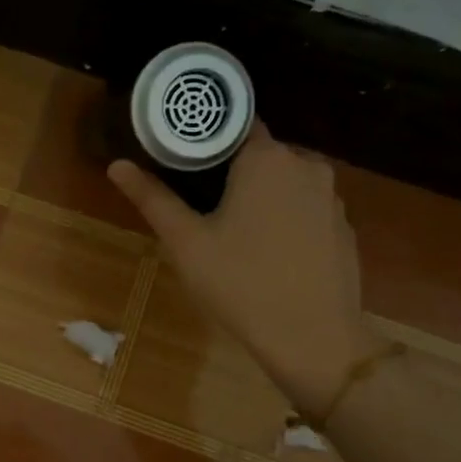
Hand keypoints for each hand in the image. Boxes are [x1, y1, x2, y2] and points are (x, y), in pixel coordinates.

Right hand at [108, 124, 380, 413]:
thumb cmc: (241, 283)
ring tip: (233, 228)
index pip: (234, 124)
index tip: (184, 159)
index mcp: (266, 159)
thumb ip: (153, 199)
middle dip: (233, 170)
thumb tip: (117, 165)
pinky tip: (269, 251)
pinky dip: (287, 217)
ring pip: (286, 181)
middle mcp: (306, 165)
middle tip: (201, 201)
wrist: (313, 337)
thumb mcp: (187, 242)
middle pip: (261, 152)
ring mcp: (332, 197)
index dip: (207, 138)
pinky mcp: (344, 227)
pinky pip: (307, 208)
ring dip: (262, 194)